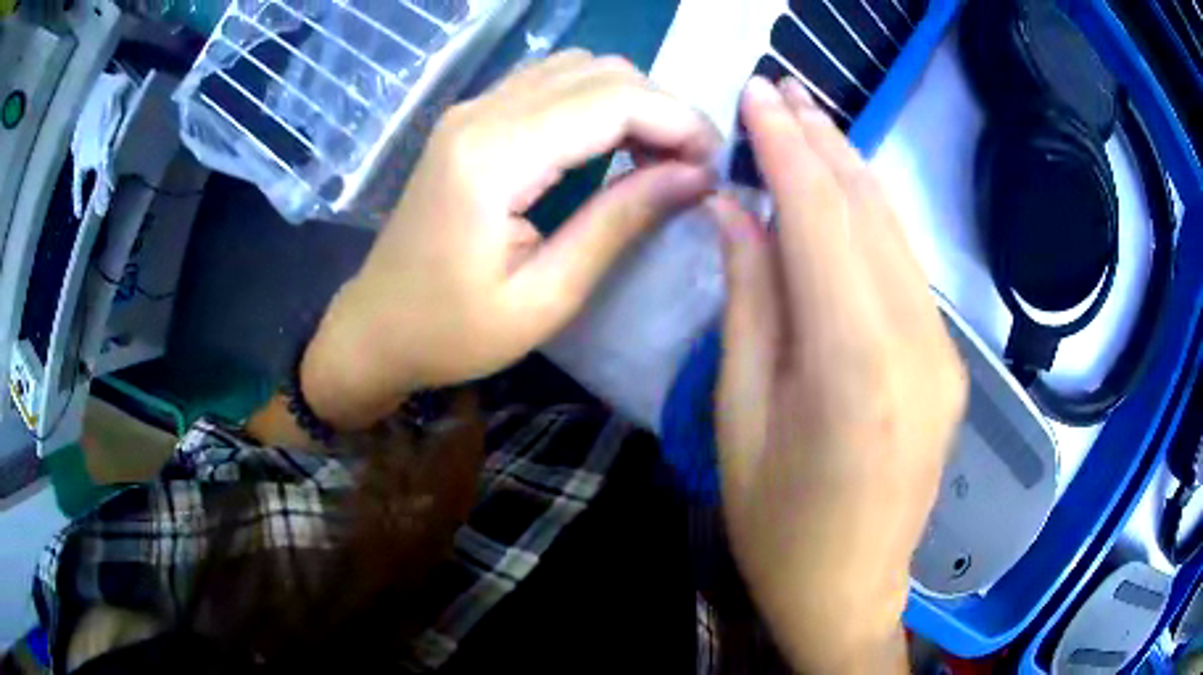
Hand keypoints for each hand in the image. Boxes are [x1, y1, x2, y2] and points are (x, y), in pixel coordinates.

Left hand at [302, 52, 720, 429]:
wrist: (376, 327)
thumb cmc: (452, 332)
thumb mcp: (546, 297)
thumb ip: (620, 223)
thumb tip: (696, 176)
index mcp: (493, 157)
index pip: (613, 100)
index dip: (679, 122)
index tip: (714, 166)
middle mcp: (481, 113)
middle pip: (602, 71)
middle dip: (663, 109)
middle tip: (692, 167)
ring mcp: (472, 109)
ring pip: (579, 67)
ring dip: (633, 101)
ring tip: (659, 157)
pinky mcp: (471, 119)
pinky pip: (551, 83)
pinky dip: (598, 102)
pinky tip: (614, 143)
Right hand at [712, 77, 966, 672]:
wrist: (850, 592)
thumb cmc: (777, 527)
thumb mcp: (740, 420)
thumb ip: (748, 304)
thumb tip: (735, 211)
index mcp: (854, 366)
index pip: (820, 219)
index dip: (786, 147)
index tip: (756, 96)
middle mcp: (916, 344)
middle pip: (868, 213)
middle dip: (823, 141)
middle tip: (782, 90)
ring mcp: (944, 353)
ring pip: (895, 235)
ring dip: (851, 171)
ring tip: (811, 120)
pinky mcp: (949, 364)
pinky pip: (908, 272)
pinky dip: (872, 220)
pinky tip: (845, 194)